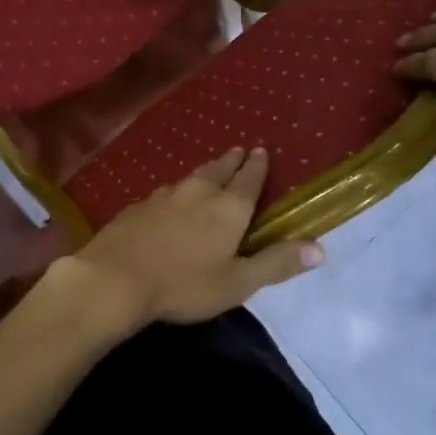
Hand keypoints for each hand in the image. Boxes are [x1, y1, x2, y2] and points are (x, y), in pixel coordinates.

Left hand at [61, 148, 323, 325]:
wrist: (114, 278)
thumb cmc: (184, 284)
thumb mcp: (238, 282)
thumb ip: (276, 263)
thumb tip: (321, 248)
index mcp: (227, 208)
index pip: (248, 179)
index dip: (257, 166)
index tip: (260, 150)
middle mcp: (196, 193)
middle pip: (217, 170)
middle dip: (231, 161)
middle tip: (237, 150)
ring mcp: (161, 197)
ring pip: (188, 179)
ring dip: (202, 173)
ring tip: (208, 173)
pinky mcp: (135, 208)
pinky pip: (163, 193)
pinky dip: (175, 192)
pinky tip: (169, 200)